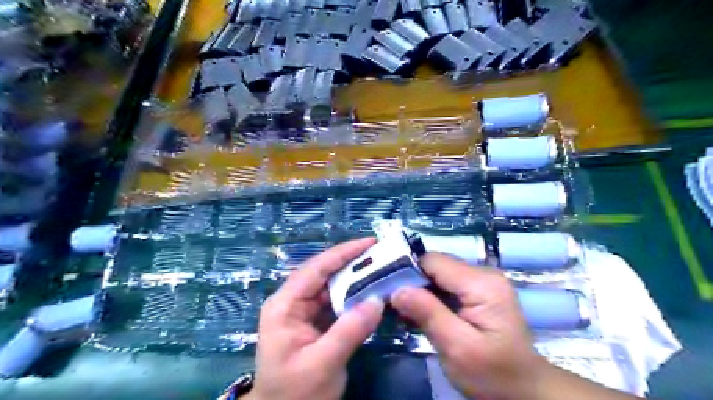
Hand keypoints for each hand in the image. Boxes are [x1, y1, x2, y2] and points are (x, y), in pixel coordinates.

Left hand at [249, 238, 387, 399]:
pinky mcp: (313, 322)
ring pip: (331, 287)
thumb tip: (377, 300)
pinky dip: (353, 297)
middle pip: (324, 274)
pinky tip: (370, 293)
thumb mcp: (322, 363)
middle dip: (352, 263)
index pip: (316, 269)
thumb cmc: (295, 393)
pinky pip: (335, 302)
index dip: (343, 253)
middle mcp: (292, 302)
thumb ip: (350, 330)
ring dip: (355, 279)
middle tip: (381, 254)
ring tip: (380, 269)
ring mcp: (302, 312)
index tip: (369, 243)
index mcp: (285, 305)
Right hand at [389, 255, 547, 398]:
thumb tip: (397, 289)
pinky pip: (444, 286)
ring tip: (399, 308)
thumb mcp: (458, 348)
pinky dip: (428, 297)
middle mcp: (482, 274)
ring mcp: (480, 283)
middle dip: (411, 281)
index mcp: (482, 283)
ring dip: (418, 290)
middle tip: (389, 301)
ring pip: (437, 275)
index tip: (385, 287)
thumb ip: (428, 314)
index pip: (433, 260)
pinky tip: (417, 312)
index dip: (407, 270)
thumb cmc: (494, 374)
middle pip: (435, 265)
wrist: (524, 391)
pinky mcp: (476, 293)